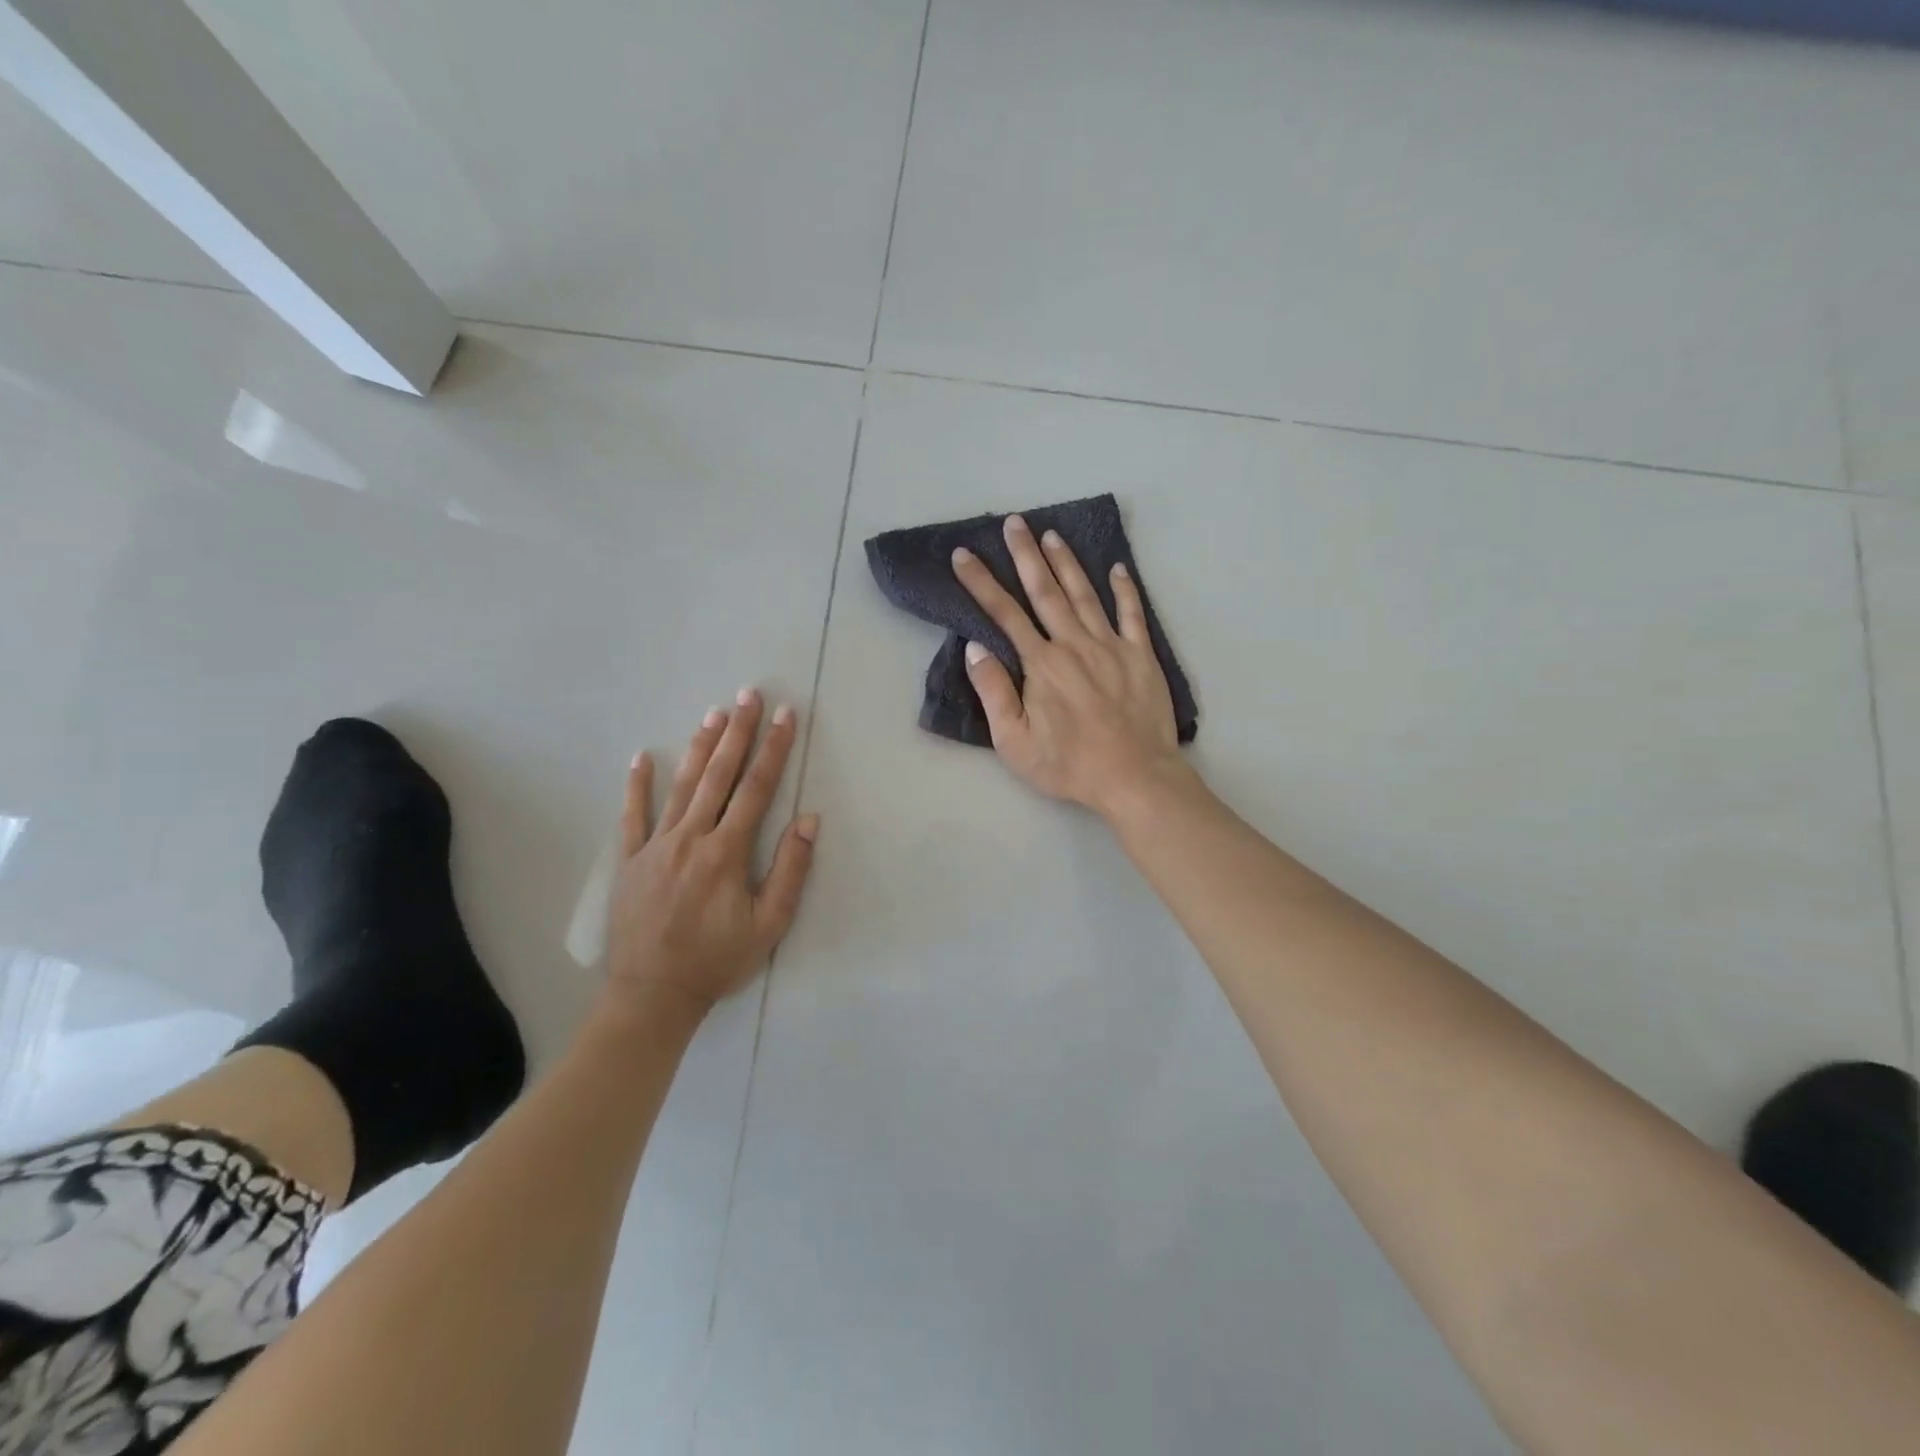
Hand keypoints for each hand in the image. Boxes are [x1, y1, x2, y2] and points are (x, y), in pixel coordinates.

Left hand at [605, 690, 818, 1014]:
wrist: (652, 995)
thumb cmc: (717, 960)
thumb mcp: (769, 925)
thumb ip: (790, 870)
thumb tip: (808, 819)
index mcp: (727, 852)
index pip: (757, 788)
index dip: (774, 749)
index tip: (786, 716)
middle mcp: (690, 838)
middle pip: (718, 775)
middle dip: (738, 732)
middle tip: (749, 694)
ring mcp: (655, 846)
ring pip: (680, 786)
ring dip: (699, 747)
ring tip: (714, 713)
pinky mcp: (629, 860)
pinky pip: (632, 816)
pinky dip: (637, 786)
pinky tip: (642, 757)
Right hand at [952, 514, 1187, 817]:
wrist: (1135, 777)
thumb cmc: (1069, 765)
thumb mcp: (1015, 742)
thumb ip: (994, 692)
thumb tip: (975, 649)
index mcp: (1041, 664)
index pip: (1004, 614)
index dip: (981, 583)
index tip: (964, 556)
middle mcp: (1074, 644)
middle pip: (1045, 591)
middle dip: (1025, 555)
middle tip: (1014, 522)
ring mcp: (1111, 646)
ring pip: (1085, 594)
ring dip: (1067, 563)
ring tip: (1052, 534)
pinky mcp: (1141, 656)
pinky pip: (1133, 614)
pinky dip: (1125, 589)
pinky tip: (1118, 568)